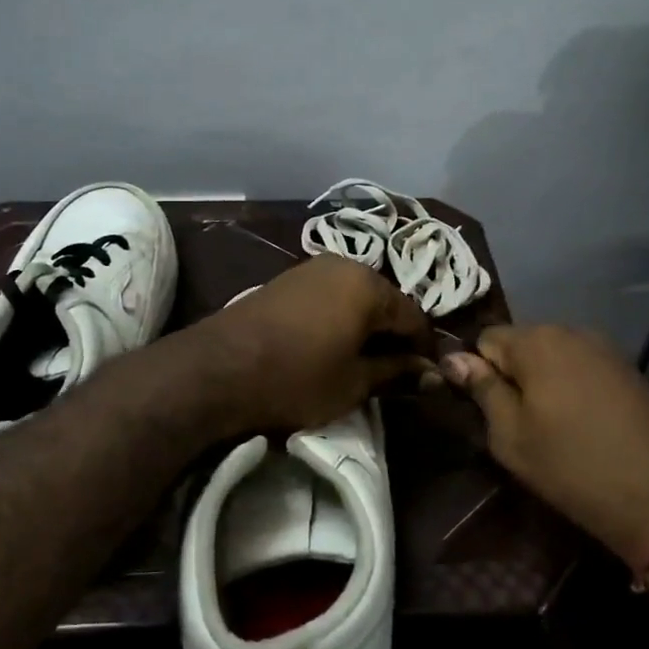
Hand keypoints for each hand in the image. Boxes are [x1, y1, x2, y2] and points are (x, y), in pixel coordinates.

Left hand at [194, 255, 434, 433]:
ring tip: (364, 361)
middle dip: (394, 334)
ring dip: (366, 326)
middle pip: (385, 301)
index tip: (427, 376)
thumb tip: (430, 372)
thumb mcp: (354, 383)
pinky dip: (340, 318)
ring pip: (356, 297)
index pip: (414, 316)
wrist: (218, 368)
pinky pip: (329, 296)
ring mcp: (312, 268)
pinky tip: (333, 345)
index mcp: (368, 285)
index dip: (424, 348)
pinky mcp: (287, 279)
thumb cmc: (297, 377)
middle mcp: (344, 264)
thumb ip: (396, 372)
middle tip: (396, 372)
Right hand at [442, 324, 648, 566]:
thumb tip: (453, 357)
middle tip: (515, 426)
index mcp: (536, 340)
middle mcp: (571, 330)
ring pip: (553, 358)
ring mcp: (606, 349)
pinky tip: (583, 427)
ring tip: (550, 429)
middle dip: (512, 376)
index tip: (483, 411)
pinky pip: (583, 369)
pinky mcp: (630, 371)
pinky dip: (573, 390)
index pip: (484, 339)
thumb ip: (482, 390)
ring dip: (543, 384)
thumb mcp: (512, 436)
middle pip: (521, 344)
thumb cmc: (575, 467)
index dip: (477, 372)